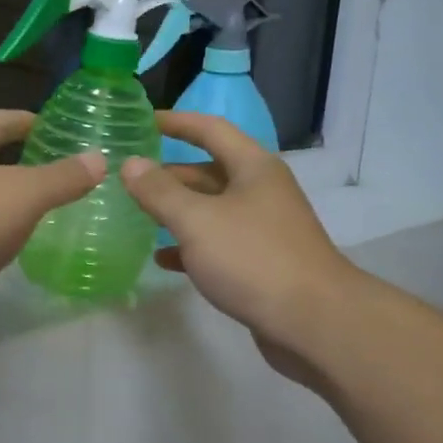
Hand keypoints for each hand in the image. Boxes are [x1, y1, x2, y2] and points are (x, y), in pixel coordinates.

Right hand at [120, 114, 359, 388]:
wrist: (313, 322)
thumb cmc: (253, 258)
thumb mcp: (197, 221)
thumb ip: (160, 191)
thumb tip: (130, 163)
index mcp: (253, 167)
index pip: (210, 129)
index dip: (176, 122)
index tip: (142, 121)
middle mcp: (260, 190)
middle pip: (208, 171)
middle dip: (169, 174)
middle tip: (128, 178)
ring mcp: (263, 228)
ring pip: (211, 210)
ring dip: (176, 212)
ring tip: (136, 216)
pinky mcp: (261, 262)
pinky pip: (218, 244)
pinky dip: (190, 247)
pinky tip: (162, 259)